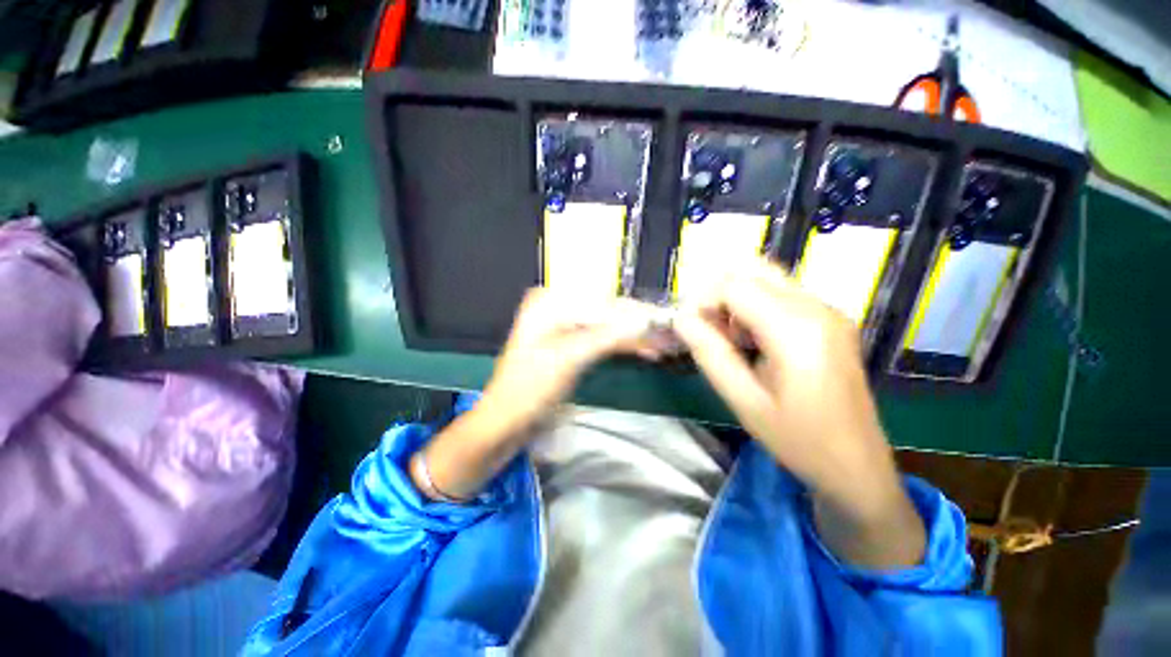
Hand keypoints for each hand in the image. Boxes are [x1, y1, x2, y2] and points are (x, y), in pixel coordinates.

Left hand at [475, 288, 664, 438]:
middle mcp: (558, 307)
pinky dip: (623, 346)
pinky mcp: (571, 346)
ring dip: (635, 337)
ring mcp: (565, 327)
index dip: (636, 312)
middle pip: (607, 312)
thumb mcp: (568, 358)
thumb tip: (645, 319)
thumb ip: (606, 336)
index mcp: (550, 302)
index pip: (602, 301)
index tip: (666, 321)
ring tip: (665, 346)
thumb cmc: (529, 389)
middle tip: (670, 336)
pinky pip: (602, 340)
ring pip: (608, 327)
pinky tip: (645, 351)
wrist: (506, 423)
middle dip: (638, 325)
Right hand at [672, 259, 924, 567]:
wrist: (857, 467)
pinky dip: (755, 307)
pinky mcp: (830, 320)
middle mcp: (817, 308)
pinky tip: (751, 340)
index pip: (734, 285)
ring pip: (767, 279)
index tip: (690, 329)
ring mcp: (828, 311)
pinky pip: (782, 295)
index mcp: (796, 329)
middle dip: (718, 294)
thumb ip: (709, 353)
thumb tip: (680, 319)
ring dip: (736, 299)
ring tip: (727, 338)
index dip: (703, 301)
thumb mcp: (743, 400)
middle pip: (753, 271)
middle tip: (706, 329)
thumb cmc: (798, 440)